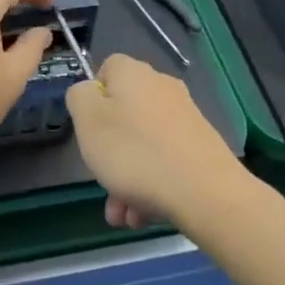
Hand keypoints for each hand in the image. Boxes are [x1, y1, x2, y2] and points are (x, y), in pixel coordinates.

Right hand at [65, 53, 243, 231]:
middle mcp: (162, 88)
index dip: (92, 97)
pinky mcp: (200, 146)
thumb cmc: (135, 153)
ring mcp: (185, 118)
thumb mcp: (88, 121)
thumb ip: (79, 97)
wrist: (205, 192)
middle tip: (101, 181)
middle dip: (108, 152)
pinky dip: (150, 184)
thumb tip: (89, 92)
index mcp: (133, 74)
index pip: (106, 69)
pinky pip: (164, 161)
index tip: (88, 128)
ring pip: (142, 144)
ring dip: (126, 178)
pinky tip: (143, 215)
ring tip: (123, 214)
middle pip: (123, 114)